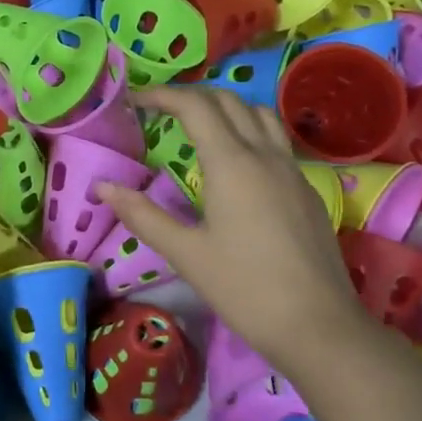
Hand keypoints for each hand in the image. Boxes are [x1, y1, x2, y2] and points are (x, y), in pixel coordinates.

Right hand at [96, 87, 373, 376]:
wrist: (319, 325)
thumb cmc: (245, 288)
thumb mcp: (186, 253)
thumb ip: (142, 215)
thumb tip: (102, 186)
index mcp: (232, 164)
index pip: (195, 106)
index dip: (162, 95)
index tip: (135, 100)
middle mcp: (265, 155)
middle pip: (228, 101)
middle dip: (192, 97)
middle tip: (161, 112)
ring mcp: (292, 171)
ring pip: (260, 115)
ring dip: (227, 109)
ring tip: (201, 128)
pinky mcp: (308, 190)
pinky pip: (277, 142)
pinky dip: (250, 132)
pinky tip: (238, 166)